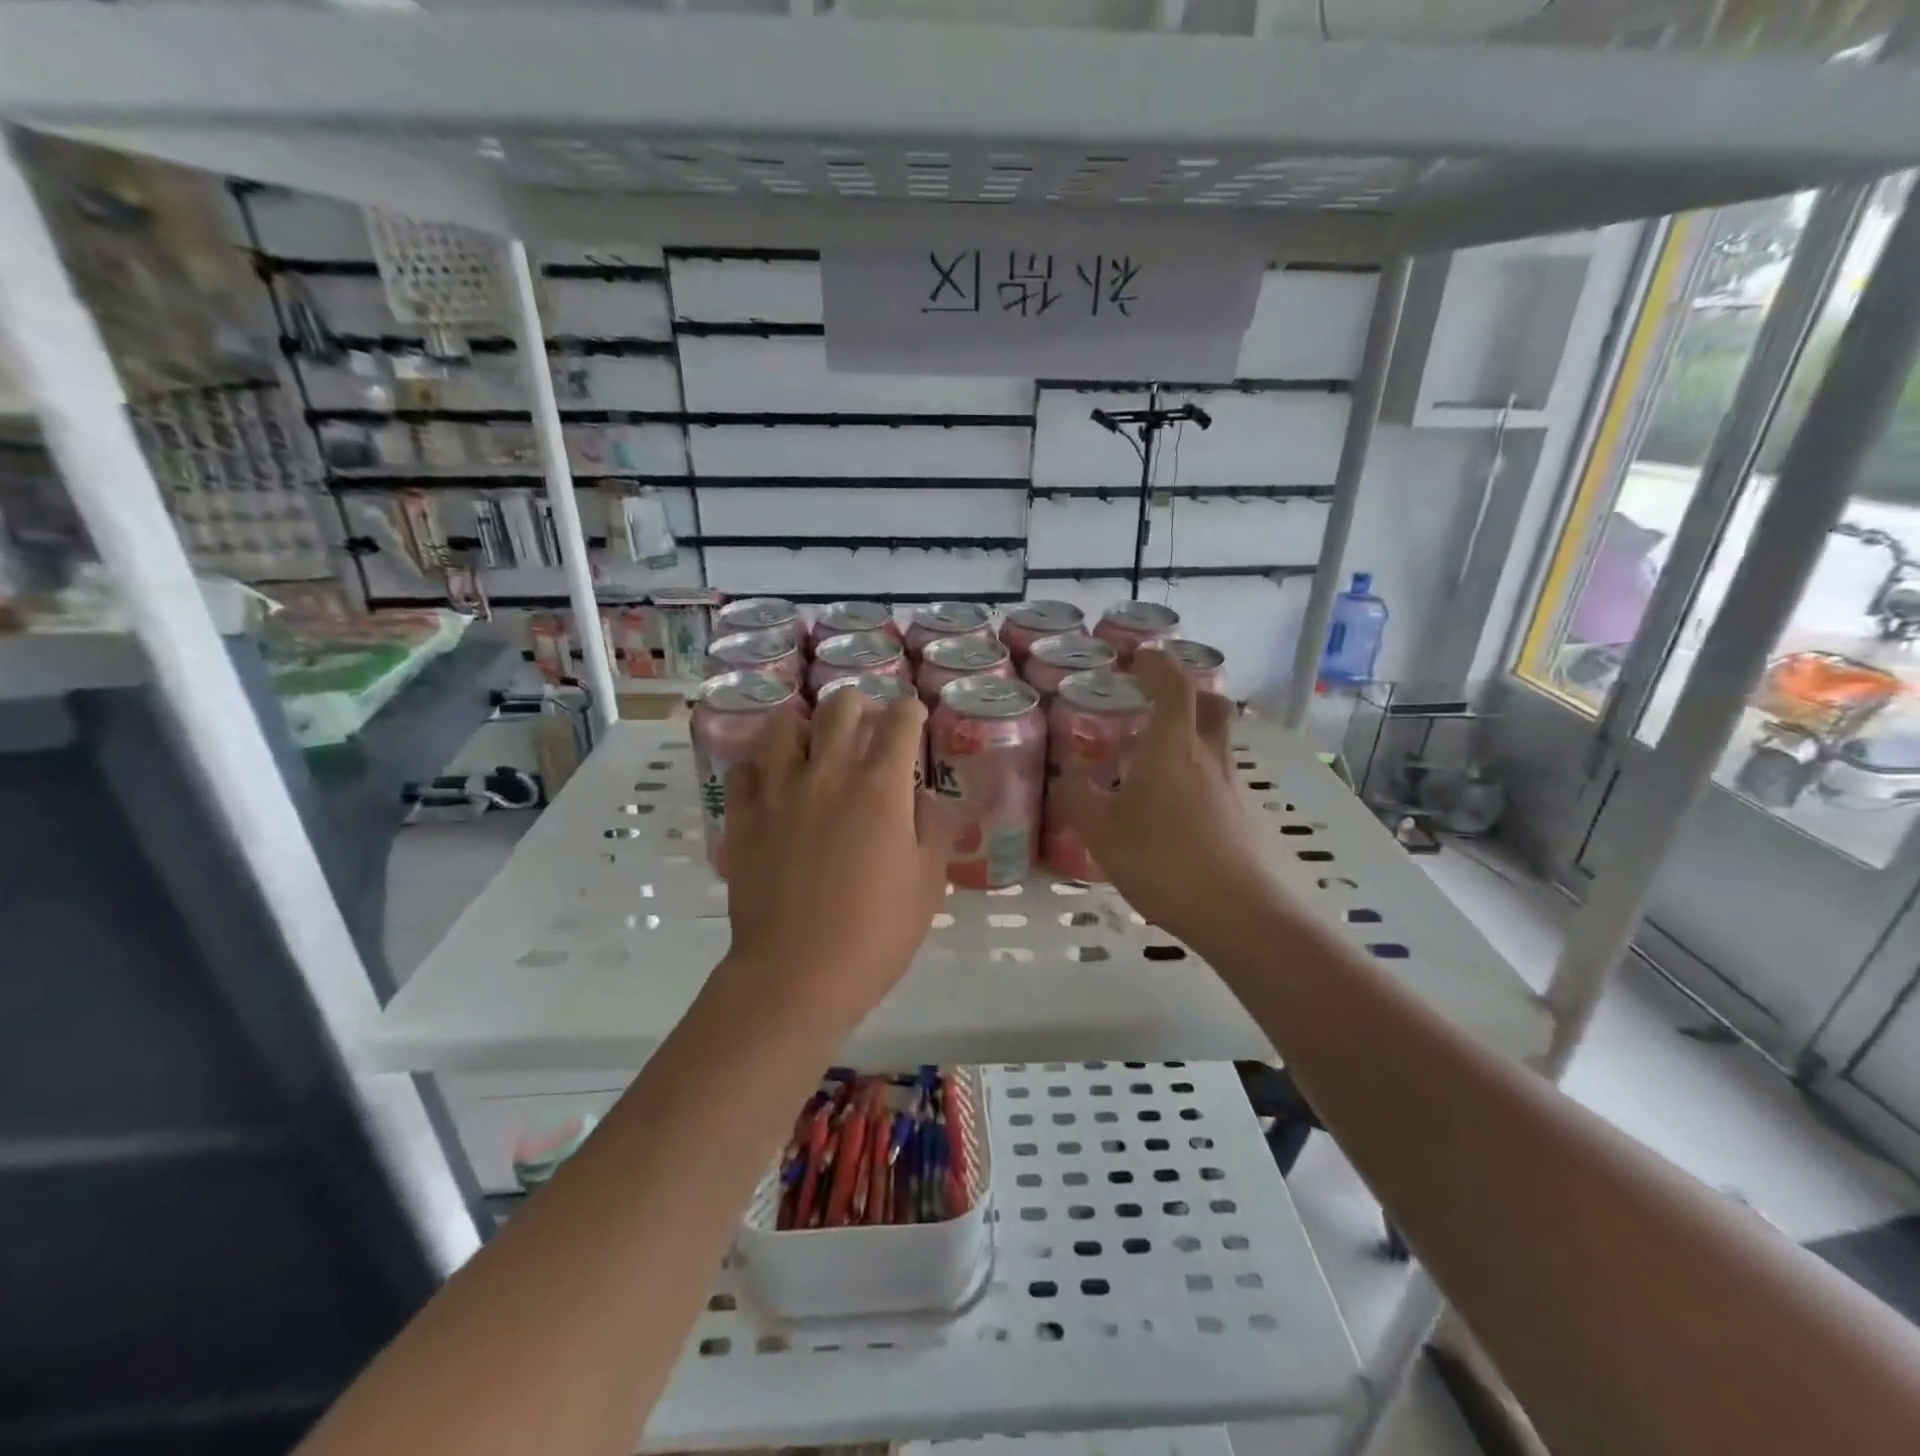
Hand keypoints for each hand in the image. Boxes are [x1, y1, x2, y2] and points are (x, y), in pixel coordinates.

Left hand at [715, 688, 955, 1033]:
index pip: (900, 720)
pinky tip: (772, 784)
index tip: (914, 718)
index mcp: (880, 786)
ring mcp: (779, 791)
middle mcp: (828, 773)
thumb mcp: (928, 882)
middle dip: (859, 704)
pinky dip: (760, 767)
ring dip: (804, 728)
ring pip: (783, 726)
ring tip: (813, 749)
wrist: (798, 973)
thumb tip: (921, 798)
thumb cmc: (877, 931)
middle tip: (865, 726)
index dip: (912, 712)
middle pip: (839, 706)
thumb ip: (933, 828)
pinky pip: (744, 769)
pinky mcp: (743, 816)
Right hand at [1060, 650, 1272, 938]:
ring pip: (1216, 741)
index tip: (1138, 657)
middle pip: (1210, 704)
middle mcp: (1208, 755)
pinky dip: (1196, 772)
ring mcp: (1231, 785)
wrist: (1238, 913)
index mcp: (1173, 747)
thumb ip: (1078, 799)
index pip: (1174, 685)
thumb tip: (1064, 776)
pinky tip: (1172, 806)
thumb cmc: (1163, 862)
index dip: (1157, 664)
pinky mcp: (1243, 814)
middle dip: (1187, 690)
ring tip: (1154, 758)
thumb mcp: (1102, 834)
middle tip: (1156, 698)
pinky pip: (1218, 775)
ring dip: (1191, 733)